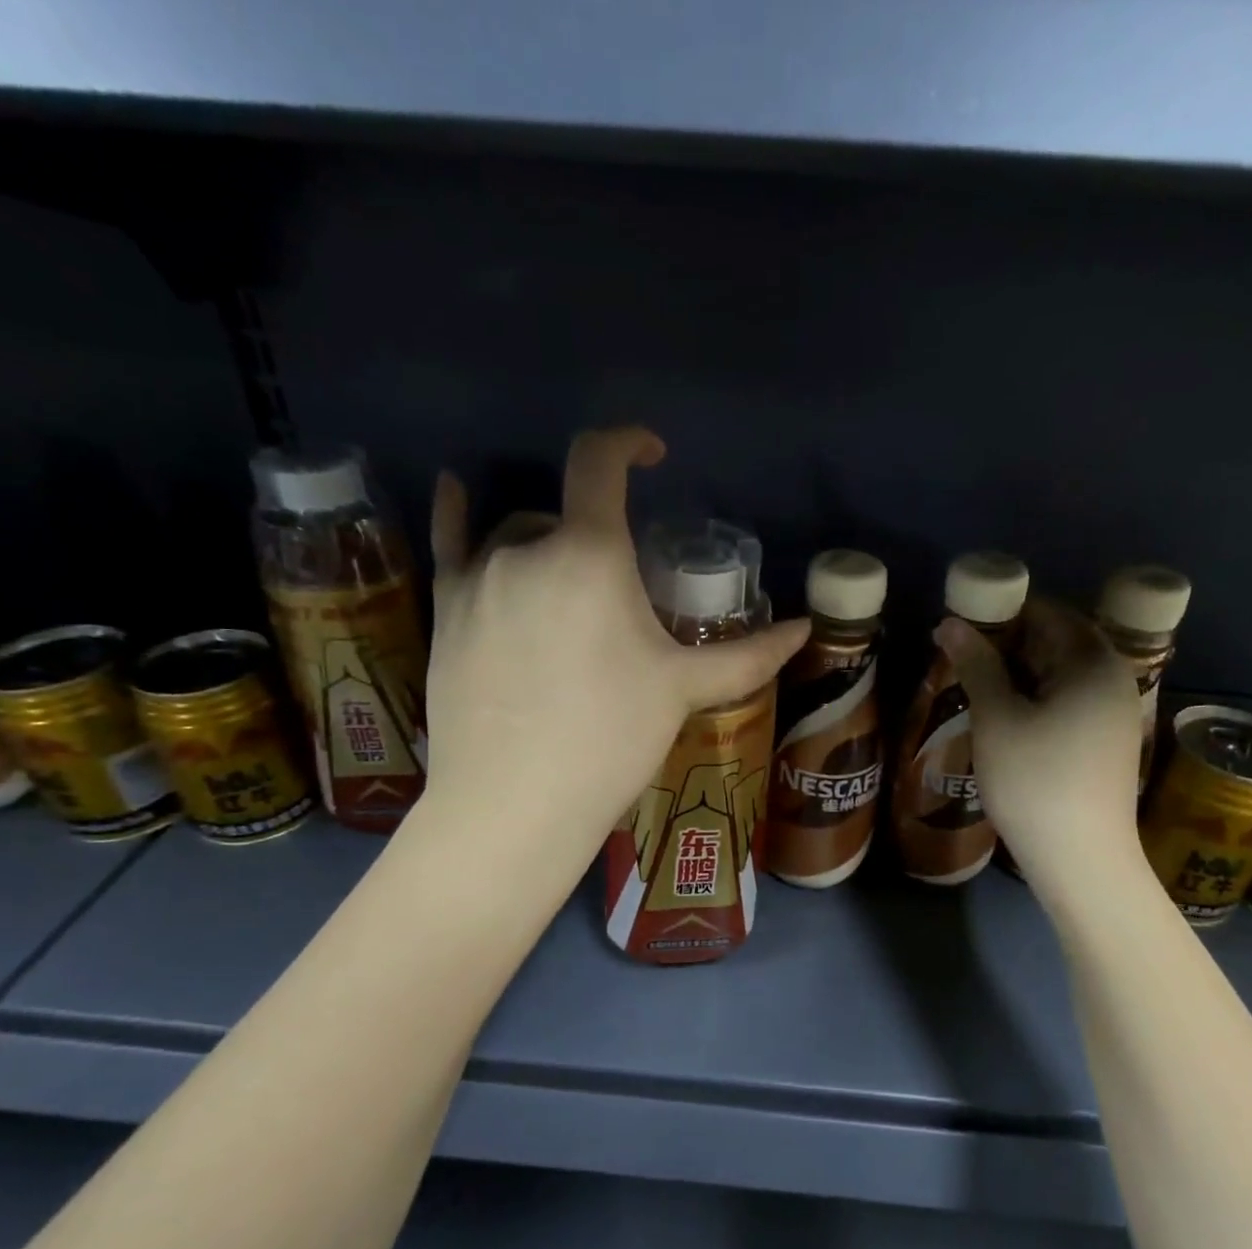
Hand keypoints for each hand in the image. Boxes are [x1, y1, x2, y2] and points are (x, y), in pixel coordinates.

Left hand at [417, 426, 808, 876]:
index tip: (651, 454)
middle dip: (596, 534)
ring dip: (548, 547)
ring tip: (569, 598)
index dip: (628, 443)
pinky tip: (457, 492)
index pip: (600, 463)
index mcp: (589, 555)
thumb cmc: (609, 739)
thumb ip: (748, 656)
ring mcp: (477, 578)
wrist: (514, 803)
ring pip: (517, 536)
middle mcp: (525, 548)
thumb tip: (805, 631)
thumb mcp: (683, 691)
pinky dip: (458, 514)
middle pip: (564, 513)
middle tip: (619, 591)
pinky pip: (450, 543)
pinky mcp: (445, 611)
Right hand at [934, 598, 1141, 879]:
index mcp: (1093, 662)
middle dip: (1007, 645)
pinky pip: (1069, 702)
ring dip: (1018, 675)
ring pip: (1060, 675)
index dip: (1001, 614)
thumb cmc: (1034, 780)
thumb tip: (949, 622)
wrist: (1081, 860)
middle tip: (961, 659)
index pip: (1046, 613)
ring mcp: (1115, 713)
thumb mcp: (997, 717)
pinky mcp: (1108, 742)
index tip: (961, 627)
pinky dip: (1035, 699)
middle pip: (1056, 642)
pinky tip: (1004, 718)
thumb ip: (976, 663)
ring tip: (974, 688)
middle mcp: (1114, 679)